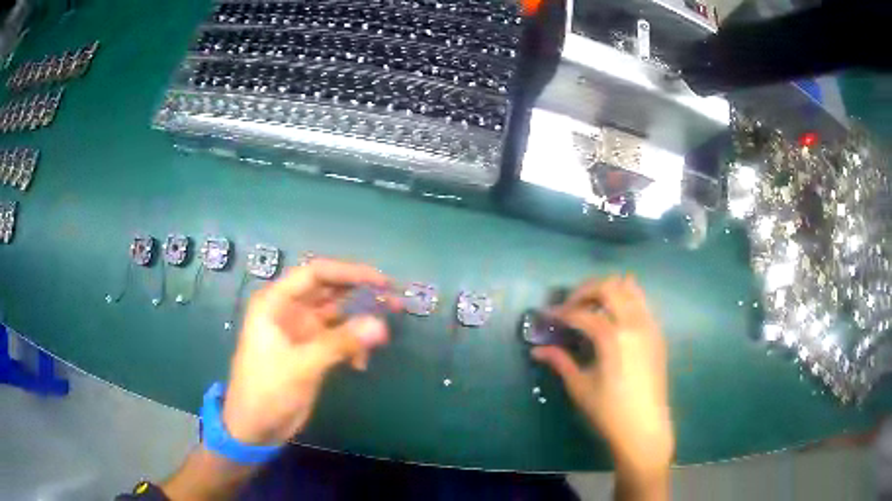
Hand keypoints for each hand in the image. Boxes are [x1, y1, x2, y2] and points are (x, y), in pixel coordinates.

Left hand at [221, 259, 399, 445]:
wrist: (255, 427)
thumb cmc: (267, 390)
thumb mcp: (301, 366)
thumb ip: (340, 343)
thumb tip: (381, 325)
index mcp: (276, 302)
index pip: (315, 273)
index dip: (349, 272)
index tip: (381, 280)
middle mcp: (289, 309)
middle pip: (329, 290)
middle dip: (360, 294)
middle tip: (393, 301)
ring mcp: (301, 330)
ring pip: (337, 314)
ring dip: (360, 321)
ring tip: (385, 331)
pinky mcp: (310, 350)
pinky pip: (338, 338)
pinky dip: (352, 346)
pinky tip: (360, 364)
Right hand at [532, 276, 673, 477]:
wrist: (645, 426)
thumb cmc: (609, 411)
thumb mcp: (580, 387)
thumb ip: (560, 362)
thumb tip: (537, 350)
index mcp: (613, 337)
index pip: (582, 313)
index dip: (561, 312)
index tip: (547, 316)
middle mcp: (634, 322)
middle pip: (609, 286)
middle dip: (585, 291)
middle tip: (570, 306)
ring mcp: (649, 325)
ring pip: (630, 287)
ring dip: (608, 290)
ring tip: (592, 307)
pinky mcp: (657, 332)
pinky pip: (642, 302)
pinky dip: (625, 299)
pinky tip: (613, 318)